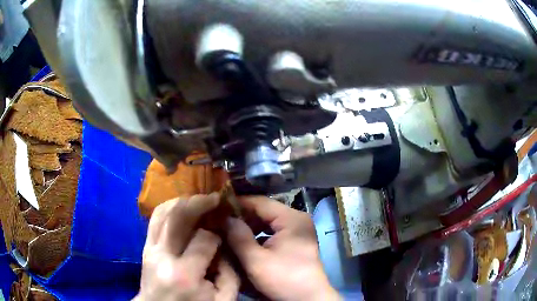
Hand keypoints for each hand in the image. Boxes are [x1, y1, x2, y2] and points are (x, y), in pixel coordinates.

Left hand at [136, 194, 238, 300]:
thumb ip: (230, 273)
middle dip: (199, 203)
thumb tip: (223, 245)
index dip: (216, 233)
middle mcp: (162, 256)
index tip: (223, 234)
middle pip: (178, 217)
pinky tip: (181, 208)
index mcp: (184, 274)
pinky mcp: (145, 247)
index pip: (203, 239)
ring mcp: (150, 249)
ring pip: (162, 212)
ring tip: (198, 201)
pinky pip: (155, 219)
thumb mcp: (223, 299)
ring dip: (182, 202)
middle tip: (214, 198)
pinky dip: (169, 208)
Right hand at [226, 196, 340, 300]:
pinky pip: (273, 233)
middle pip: (264, 211)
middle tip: (219, 222)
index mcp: (291, 218)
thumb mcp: (256, 260)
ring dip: (249, 227)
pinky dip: (258, 236)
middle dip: (242, 217)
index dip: (237, 203)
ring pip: (268, 223)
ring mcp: (298, 231)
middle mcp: (297, 220)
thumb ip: (238, 236)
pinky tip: (244, 242)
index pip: (260, 202)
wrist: (308, 299)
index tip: (217, 207)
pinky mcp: (295, 242)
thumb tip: (224, 217)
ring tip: (228, 231)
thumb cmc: (284, 279)